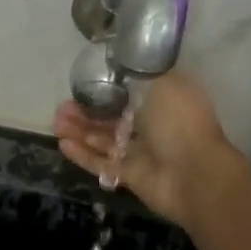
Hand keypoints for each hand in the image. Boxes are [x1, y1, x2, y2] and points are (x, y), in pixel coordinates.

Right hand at [53, 70, 250, 228]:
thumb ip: (136, 77)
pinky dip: (83, 154)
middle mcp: (152, 124)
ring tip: (56, 124)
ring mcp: (141, 152)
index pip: (128, 92)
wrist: (194, 174)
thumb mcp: (163, 83)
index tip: (81, 86)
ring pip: (103, 139)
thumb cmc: (180, 122)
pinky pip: (102, 162)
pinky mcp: (130, 175)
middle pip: (111, 117)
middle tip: (61, 108)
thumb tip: (117, 74)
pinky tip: (63, 144)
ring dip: (79, 131)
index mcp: (163, 100)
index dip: (103, 89)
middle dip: (85, 112)